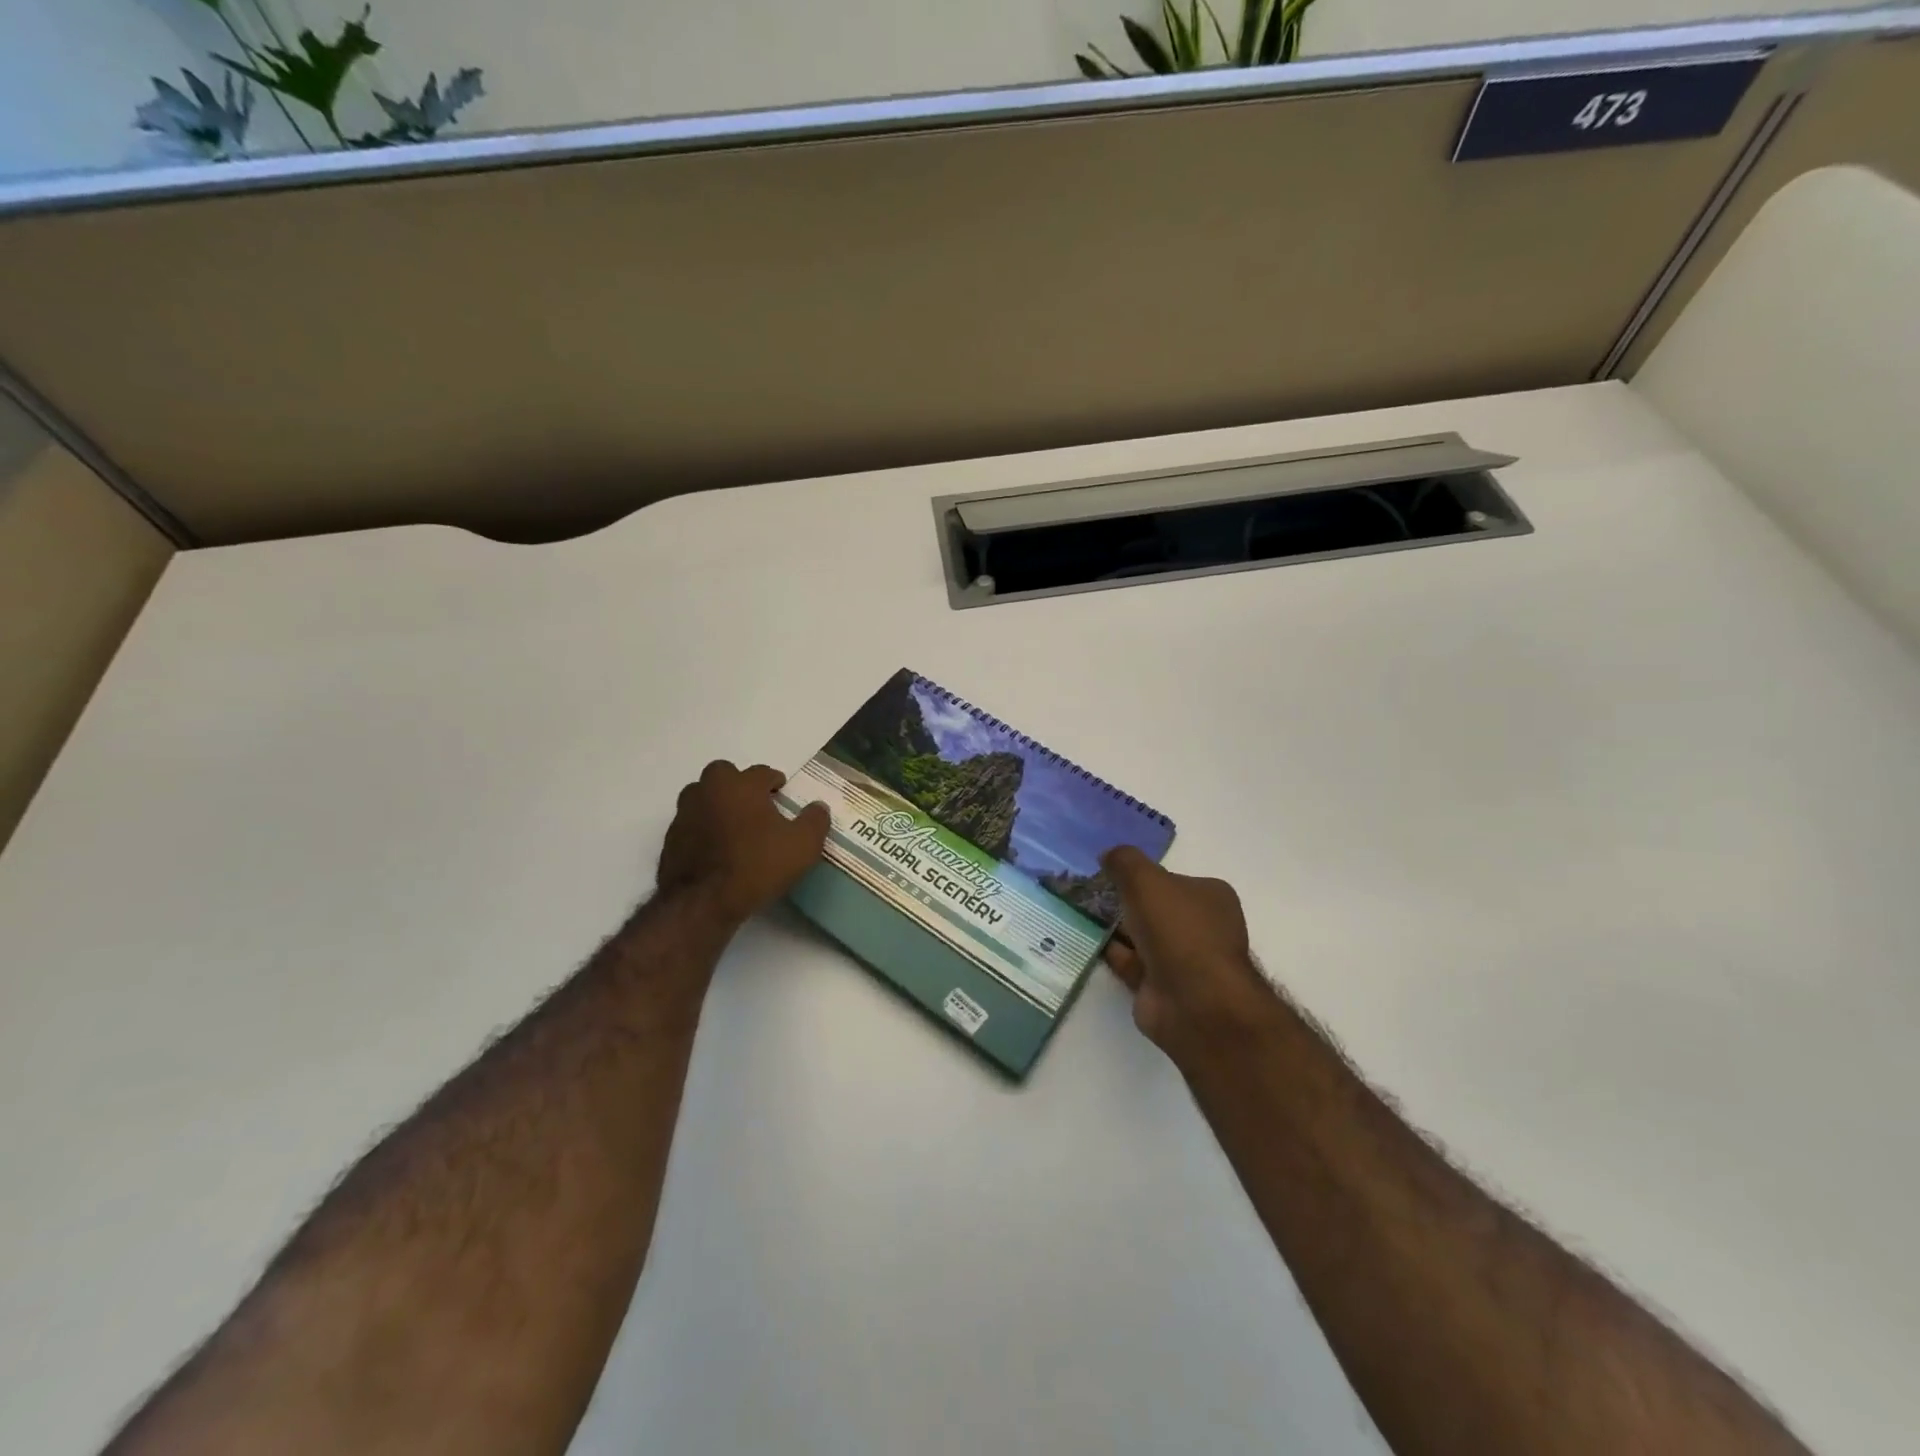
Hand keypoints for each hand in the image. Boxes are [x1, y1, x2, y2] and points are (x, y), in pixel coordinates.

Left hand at [657, 761, 829, 923]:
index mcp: (741, 785)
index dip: (774, 781)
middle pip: (723, 774)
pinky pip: (691, 825)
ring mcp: (684, 815)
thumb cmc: (757, 865)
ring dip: (717, 804)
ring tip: (734, 826)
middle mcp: (708, 791)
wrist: (703, 903)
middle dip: (738, 783)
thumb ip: (815, 821)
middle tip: (754, 804)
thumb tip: (818, 807)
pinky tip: (716, 850)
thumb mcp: (803, 845)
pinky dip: (703, 829)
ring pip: (702, 797)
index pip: (761, 772)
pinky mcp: (670, 840)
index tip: (782, 793)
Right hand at [1101, 846, 1275, 1063]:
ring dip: (1115, 927)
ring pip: (1142, 936)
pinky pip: (1131, 962)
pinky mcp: (1161, 987)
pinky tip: (1085, 939)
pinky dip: (1111, 952)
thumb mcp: (1145, 879)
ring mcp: (1183, 961)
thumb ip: (1125, 861)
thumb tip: (1108, 854)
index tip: (1110, 871)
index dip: (1143, 874)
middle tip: (1089, 891)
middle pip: (1156, 907)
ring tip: (1079, 911)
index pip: (1174, 879)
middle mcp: (1202, 928)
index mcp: (1211, 898)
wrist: (1192, 1000)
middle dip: (1126, 901)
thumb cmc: (1177, 929)